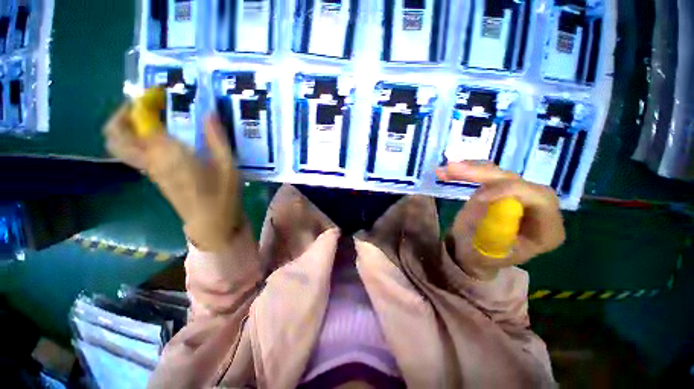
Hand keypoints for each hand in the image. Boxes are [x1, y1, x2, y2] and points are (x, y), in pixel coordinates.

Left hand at [104, 106, 242, 251]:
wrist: (212, 222)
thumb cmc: (223, 194)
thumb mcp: (228, 165)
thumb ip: (217, 138)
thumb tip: (209, 113)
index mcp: (168, 154)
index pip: (141, 121)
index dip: (145, 102)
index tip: (160, 92)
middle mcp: (151, 160)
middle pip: (115, 135)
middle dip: (122, 114)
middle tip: (143, 105)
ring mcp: (150, 170)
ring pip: (120, 145)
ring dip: (128, 126)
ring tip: (152, 118)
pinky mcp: (155, 177)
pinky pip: (134, 153)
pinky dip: (138, 139)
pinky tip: (162, 137)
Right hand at [437, 161, 565, 280]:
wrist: (472, 254)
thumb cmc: (481, 257)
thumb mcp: (487, 250)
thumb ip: (494, 228)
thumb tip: (486, 200)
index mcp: (547, 229)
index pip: (540, 199)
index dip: (511, 191)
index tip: (478, 197)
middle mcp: (538, 208)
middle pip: (516, 181)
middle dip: (483, 174)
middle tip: (454, 170)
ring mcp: (519, 196)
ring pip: (498, 174)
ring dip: (470, 170)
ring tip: (446, 170)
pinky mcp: (502, 190)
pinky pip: (486, 176)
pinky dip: (466, 172)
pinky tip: (448, 171)